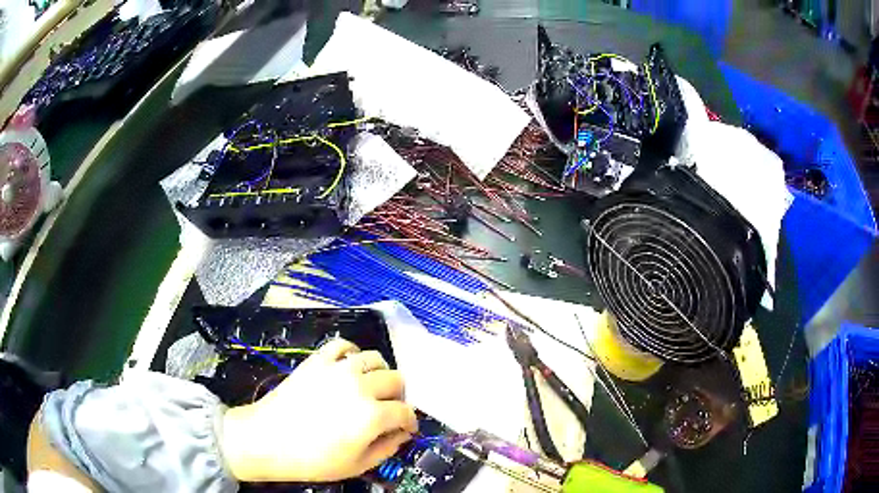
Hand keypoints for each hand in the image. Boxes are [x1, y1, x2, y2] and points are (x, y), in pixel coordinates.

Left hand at [220, 339, 417, 482]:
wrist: (267, 439)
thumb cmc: (312, 460)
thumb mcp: (357, 465)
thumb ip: (386, 449)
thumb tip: (401, 434)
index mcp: (372, 416)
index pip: (405, 412)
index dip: (410, 421)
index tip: (406, 428)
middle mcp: (360, 386)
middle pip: (396, 379)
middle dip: (398, 396)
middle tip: (388, 408)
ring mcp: (337, 369)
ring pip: (375, 358)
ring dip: (380, 373)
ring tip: (371, 387)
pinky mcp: (317, 360)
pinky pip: (343, 345)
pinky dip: (352, 353)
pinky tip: (350, 366)